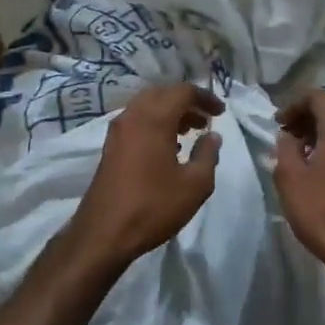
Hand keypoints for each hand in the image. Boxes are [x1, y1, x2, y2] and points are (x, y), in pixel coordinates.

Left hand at [62, 83, 224, 272]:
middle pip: (162, 94)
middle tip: (205, 120)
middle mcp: (133, 116)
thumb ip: (208, 155)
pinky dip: (155, 123)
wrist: (104, 233)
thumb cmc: (153, 206)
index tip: (221, 113)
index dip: (205, 98)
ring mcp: (117, 131)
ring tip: (191, 132)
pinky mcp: (110, 147)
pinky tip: (168, 147)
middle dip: (186, 102)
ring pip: (147, 107)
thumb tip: (212, 137)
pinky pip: (136, 122)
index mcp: (154, 118)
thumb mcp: (194, 185)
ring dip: (170, 112)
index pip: (183, 91)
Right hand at [274, 91, 324, 275]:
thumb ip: (285, 147)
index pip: (316, 97)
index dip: (293, 105)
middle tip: (285, 136)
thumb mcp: (290, 177)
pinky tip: (318, 166)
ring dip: (319, 132)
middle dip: (306, 117)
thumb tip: (288, 136)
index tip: (277, 124)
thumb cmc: (321, 210)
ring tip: (298, 152)